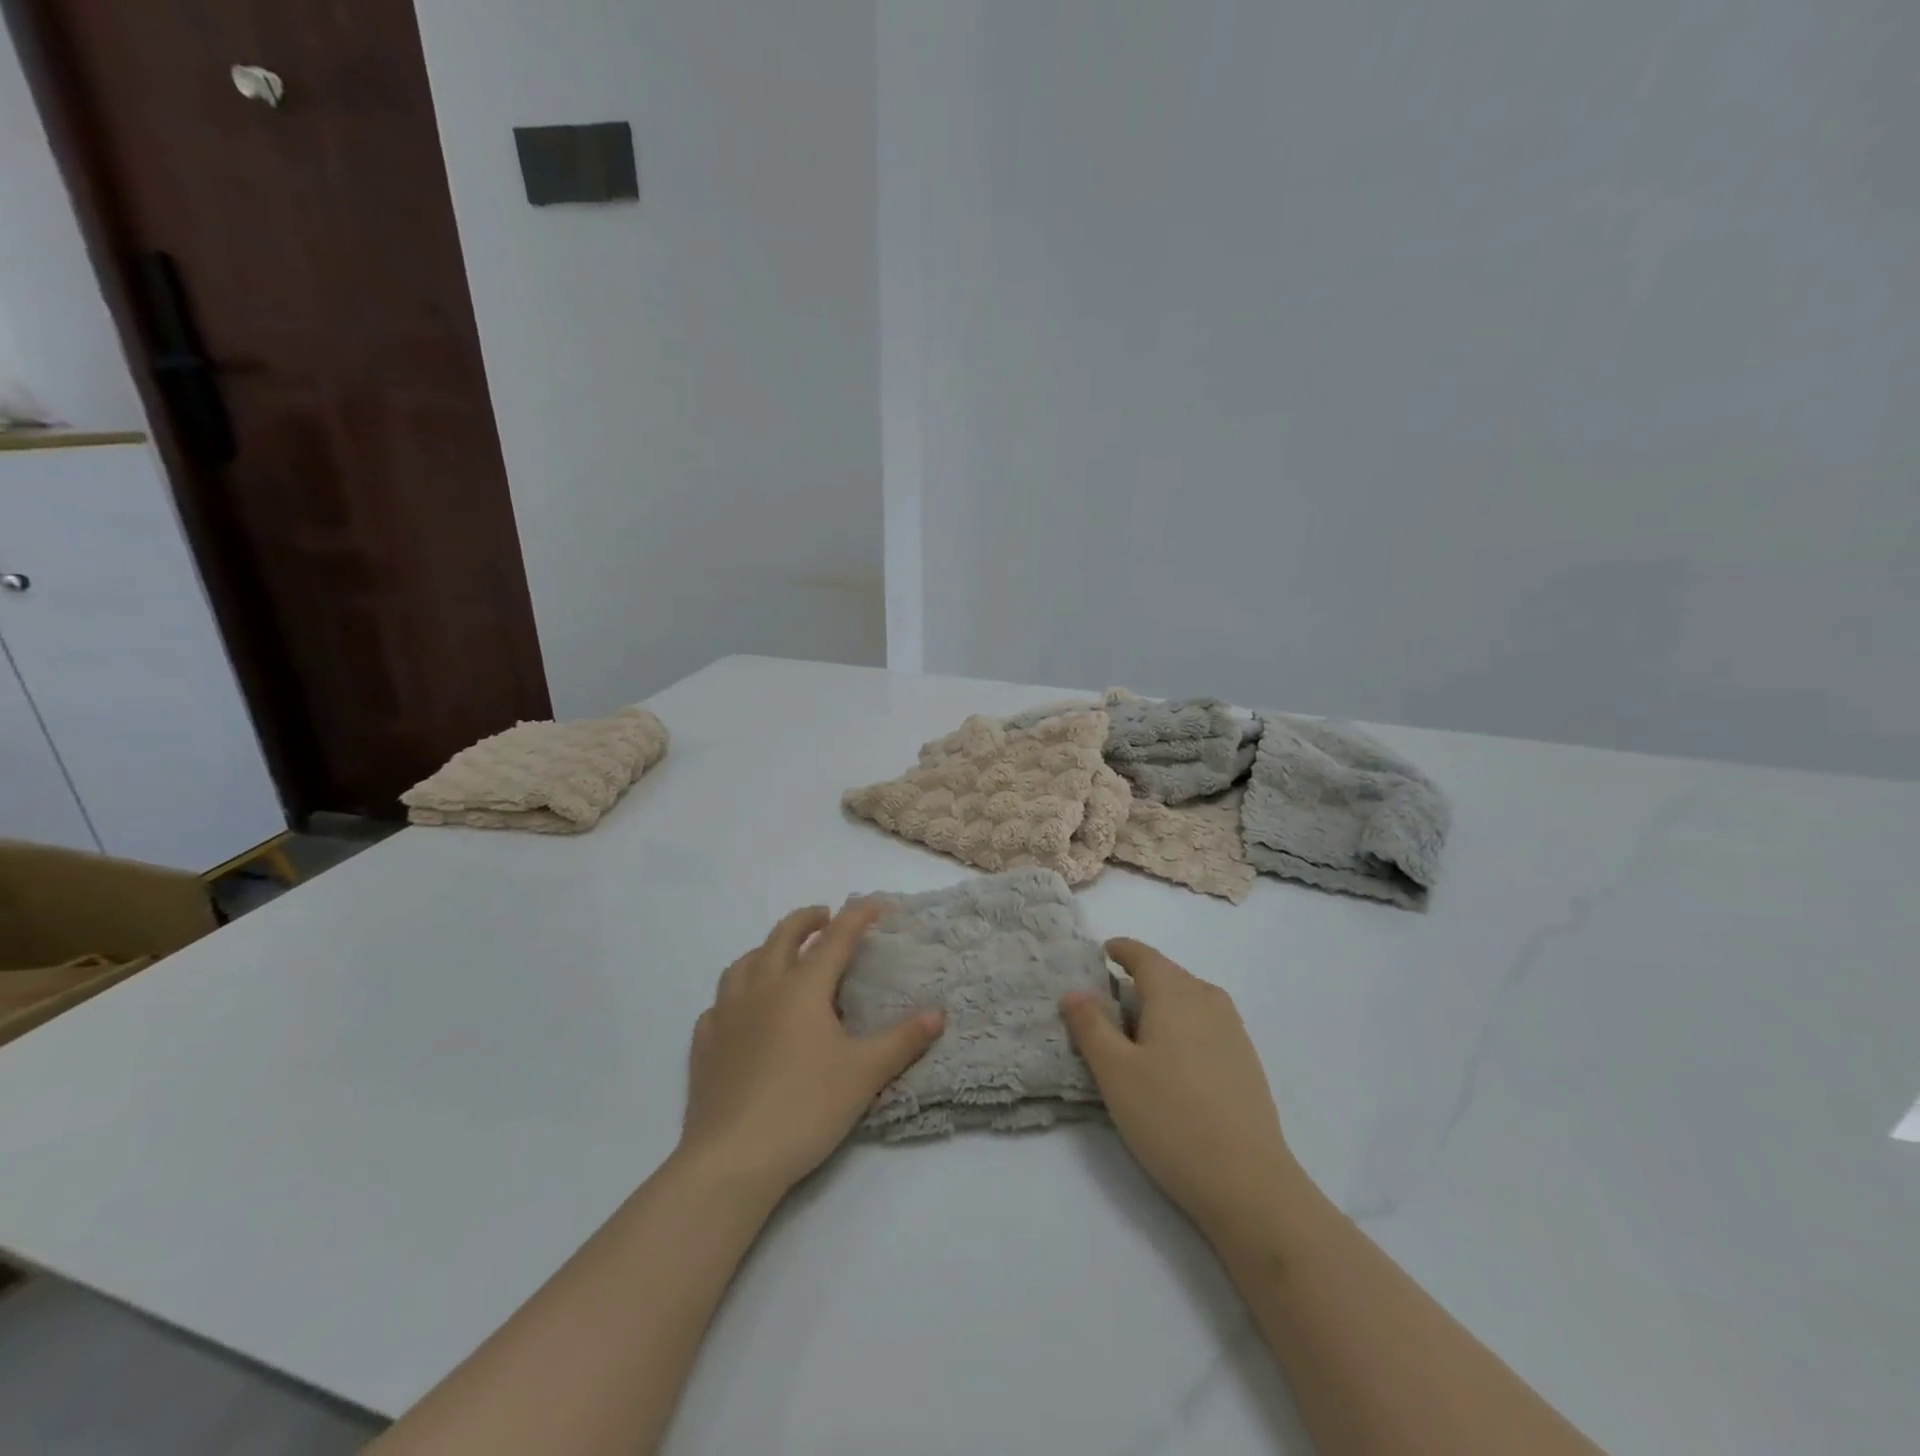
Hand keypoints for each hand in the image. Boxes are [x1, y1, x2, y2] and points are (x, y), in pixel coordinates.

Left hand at [678, 903, 943, 1202]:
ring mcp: (727, 1014)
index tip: (876, 903)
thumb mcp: (865, 1073)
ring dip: (767, 949)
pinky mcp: (705, 1045)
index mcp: (803, 987)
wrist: (732, 1159)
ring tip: (781, 956)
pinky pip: (719, 1004)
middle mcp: (762, 988)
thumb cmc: (805, 1107)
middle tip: (825, 917)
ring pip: (744, 963)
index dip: (858, 916)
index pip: (836, 938)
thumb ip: (902, 1039)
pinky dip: (736, 994)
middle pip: (783, 937)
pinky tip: (742, 1010)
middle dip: (807, 920)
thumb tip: (937, 1013)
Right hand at [1061, 939, 1308, 1242]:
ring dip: (1160, 1006)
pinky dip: (1181, 1028)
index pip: (1143, 955)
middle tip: (1105, 1005)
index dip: (1119, 950)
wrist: (1248, 1182)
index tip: (1100, 954)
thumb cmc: (1170, 1117)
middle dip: (1136, 980)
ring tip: (1134, 1035)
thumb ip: (1091, 1026)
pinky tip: (1170, 1063)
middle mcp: (1207, 999)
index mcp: (1175, 992)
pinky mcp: (1245, 1061)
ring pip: (1187, 1001)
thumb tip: (1075, 992)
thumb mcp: (1115, 1072)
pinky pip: (1204, 1025)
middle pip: (1167, 975)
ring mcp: (1233, 1030)